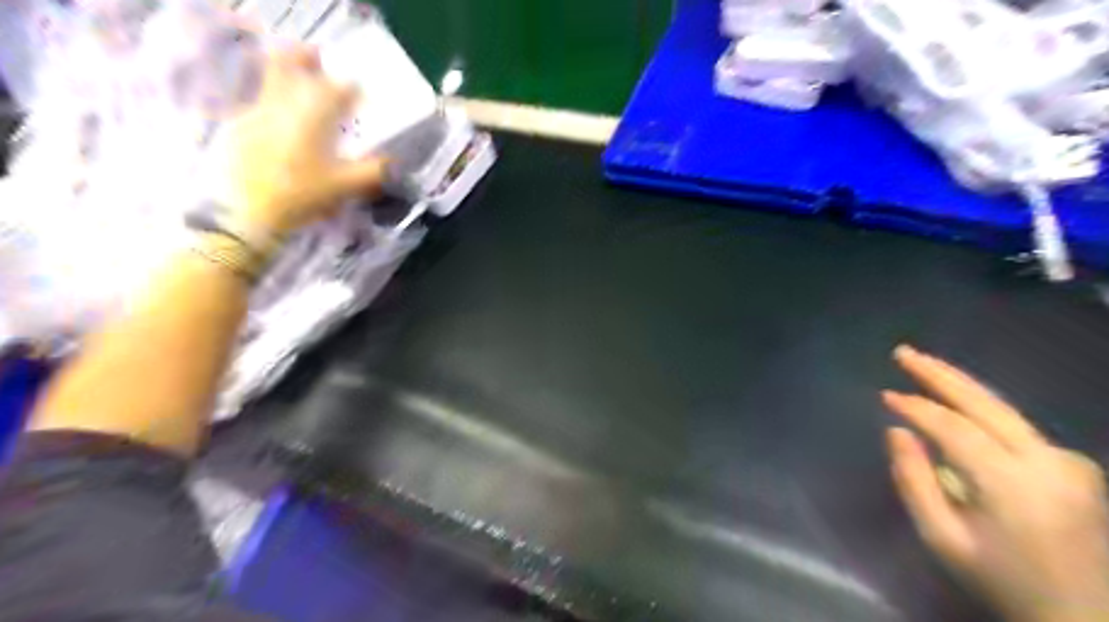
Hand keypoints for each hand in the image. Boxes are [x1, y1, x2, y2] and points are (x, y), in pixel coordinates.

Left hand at [208, 44, 386, 235]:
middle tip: (318, 58)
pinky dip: (272, 103)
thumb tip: (392, 162)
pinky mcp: (238, 126)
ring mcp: (256, 111)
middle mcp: (284, 104)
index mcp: (314, 116)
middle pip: (291, 63)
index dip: (352, 89)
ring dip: (287, 75)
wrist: (244, 211)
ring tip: (300, 86)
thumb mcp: (343, 188)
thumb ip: (371, 172)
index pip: (339, 89)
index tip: (359, 95)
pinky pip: (258, 102)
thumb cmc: (300, 196)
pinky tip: (280, 123)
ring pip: (271, 80)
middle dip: (307, 57)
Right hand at [886, 345, 1108, 621]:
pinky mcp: (1075, 464)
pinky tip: (957, 399)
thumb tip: (896, 430)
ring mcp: (1069, 461)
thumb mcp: (942, 539)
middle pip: (985, 404)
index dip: (916, 407)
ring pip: (1003, 409)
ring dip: (960, 384)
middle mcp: (1049, 462)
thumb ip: (914, 481)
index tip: (884, 395)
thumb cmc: (1001, 579)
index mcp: (1013, 485)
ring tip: (922, 364)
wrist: (1086, 616)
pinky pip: (1015, 425)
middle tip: (902, 352)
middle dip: (939, 374)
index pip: (954, 428)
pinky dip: (980, 407)